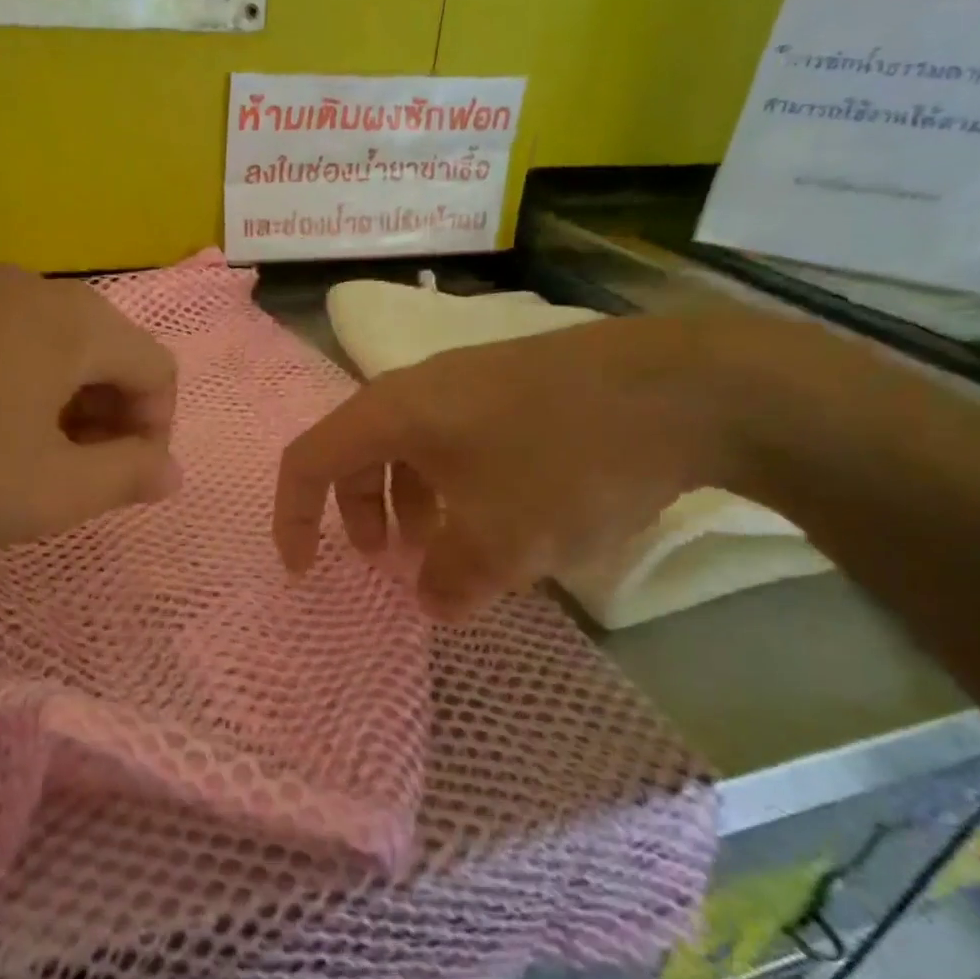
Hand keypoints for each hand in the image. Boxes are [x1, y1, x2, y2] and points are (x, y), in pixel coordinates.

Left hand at [0, 266, 180, 547]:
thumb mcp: (50, 491)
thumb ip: (126, 479)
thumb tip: (170, 470)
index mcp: (80, 325)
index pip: (158, 371)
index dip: (156, 433)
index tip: (120, 485)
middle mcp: (37, 293)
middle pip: (109, 357)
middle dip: (109, 424)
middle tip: (75, 481)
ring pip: (55, 354)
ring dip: (63, 412)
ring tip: (25, 466)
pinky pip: (5, 349)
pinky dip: (16, 394)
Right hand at [274, 315, 752, 618]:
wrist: (685, 387)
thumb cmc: (565, 461)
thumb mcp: (501, 541)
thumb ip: (450, 580)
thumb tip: (431, 597)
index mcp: (391, 414)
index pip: (307, 461)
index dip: (293, 517)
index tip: (306, 570)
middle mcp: (418, 389)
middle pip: (357, 453)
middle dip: (358, 513)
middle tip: (387, 562)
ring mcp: (469, 381)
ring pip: (410, 448)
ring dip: (409, 502)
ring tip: (447, 548)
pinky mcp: (514, 385)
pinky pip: (455, 440)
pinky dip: (453, 485)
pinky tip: (501, 517)